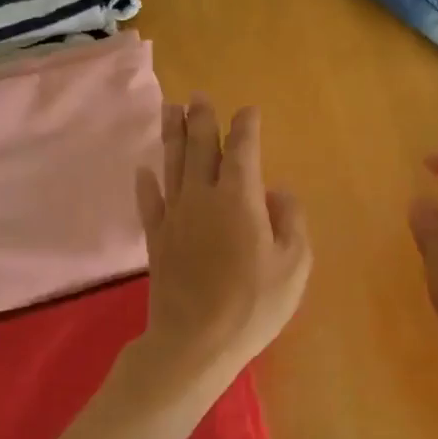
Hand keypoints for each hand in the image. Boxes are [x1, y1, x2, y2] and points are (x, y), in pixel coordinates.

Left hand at [135, 96, 311, 391]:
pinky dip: (146, 184)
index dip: (246, 127)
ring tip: (169, 110)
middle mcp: (204, 197)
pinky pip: (149, 203)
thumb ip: (290, 221)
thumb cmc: (254, 303)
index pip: (243, 150)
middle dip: (202, 119)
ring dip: (171, 135)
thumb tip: (278, 193)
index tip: (248, 111)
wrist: (196, 341)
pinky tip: (143, 169)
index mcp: (240, 198)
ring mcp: (175, 217)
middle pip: (201, 148)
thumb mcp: (294, 264)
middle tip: (198, 96)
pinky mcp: (157, 240)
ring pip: (172, 165)